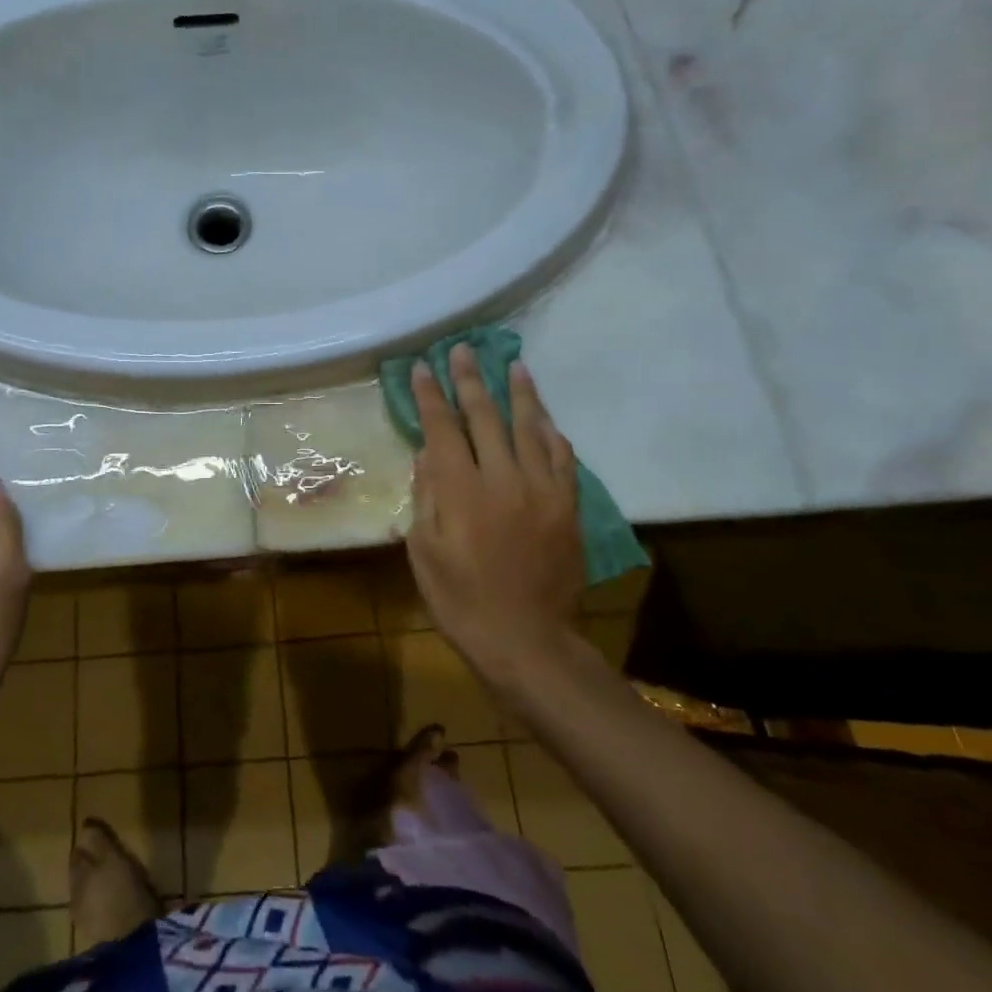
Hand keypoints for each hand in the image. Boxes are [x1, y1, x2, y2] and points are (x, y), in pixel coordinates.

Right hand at [405, 346, 588, 693]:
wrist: (526, 641)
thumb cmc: (460, 600)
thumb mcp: (424, 551)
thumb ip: (426, 496)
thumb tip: (428, 454)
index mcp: (461, 490)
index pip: (442, 428)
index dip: (431, 395)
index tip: (424, 367)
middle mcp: (503, 479)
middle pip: (485, 417)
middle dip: (470, 380)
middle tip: (462, 350)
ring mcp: (541, 490)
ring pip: (530, 428)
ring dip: (519, 394)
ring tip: (512, 365)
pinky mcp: (567, 507)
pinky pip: (562, 459)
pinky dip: (551, 434)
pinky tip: (544, 419)